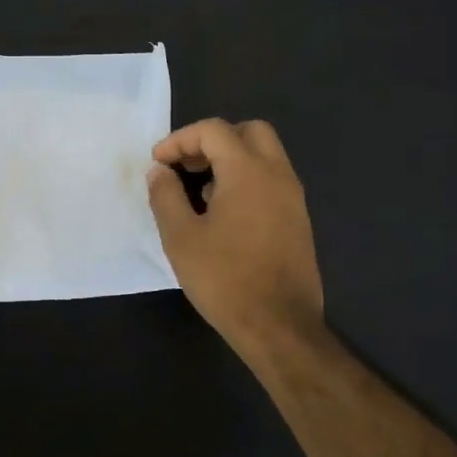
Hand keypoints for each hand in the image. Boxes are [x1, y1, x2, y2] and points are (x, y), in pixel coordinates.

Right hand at [147, 118, 324, 361]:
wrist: (279, 326)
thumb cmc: (225, 278)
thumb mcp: (181, 237)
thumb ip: (165, 195)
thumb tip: (159, 171)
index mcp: (248, 171)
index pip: (213, 131)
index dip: (180, 140)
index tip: (158, 163)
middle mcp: (277, 174)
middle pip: (248, 132)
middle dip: (213, 140)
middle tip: (187, 166)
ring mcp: (293, 197)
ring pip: (265, 156)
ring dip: (231, 160)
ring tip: (201, 191)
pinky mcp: (298, 220)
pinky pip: (272, 181)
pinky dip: (247, 180)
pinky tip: (224, 214)